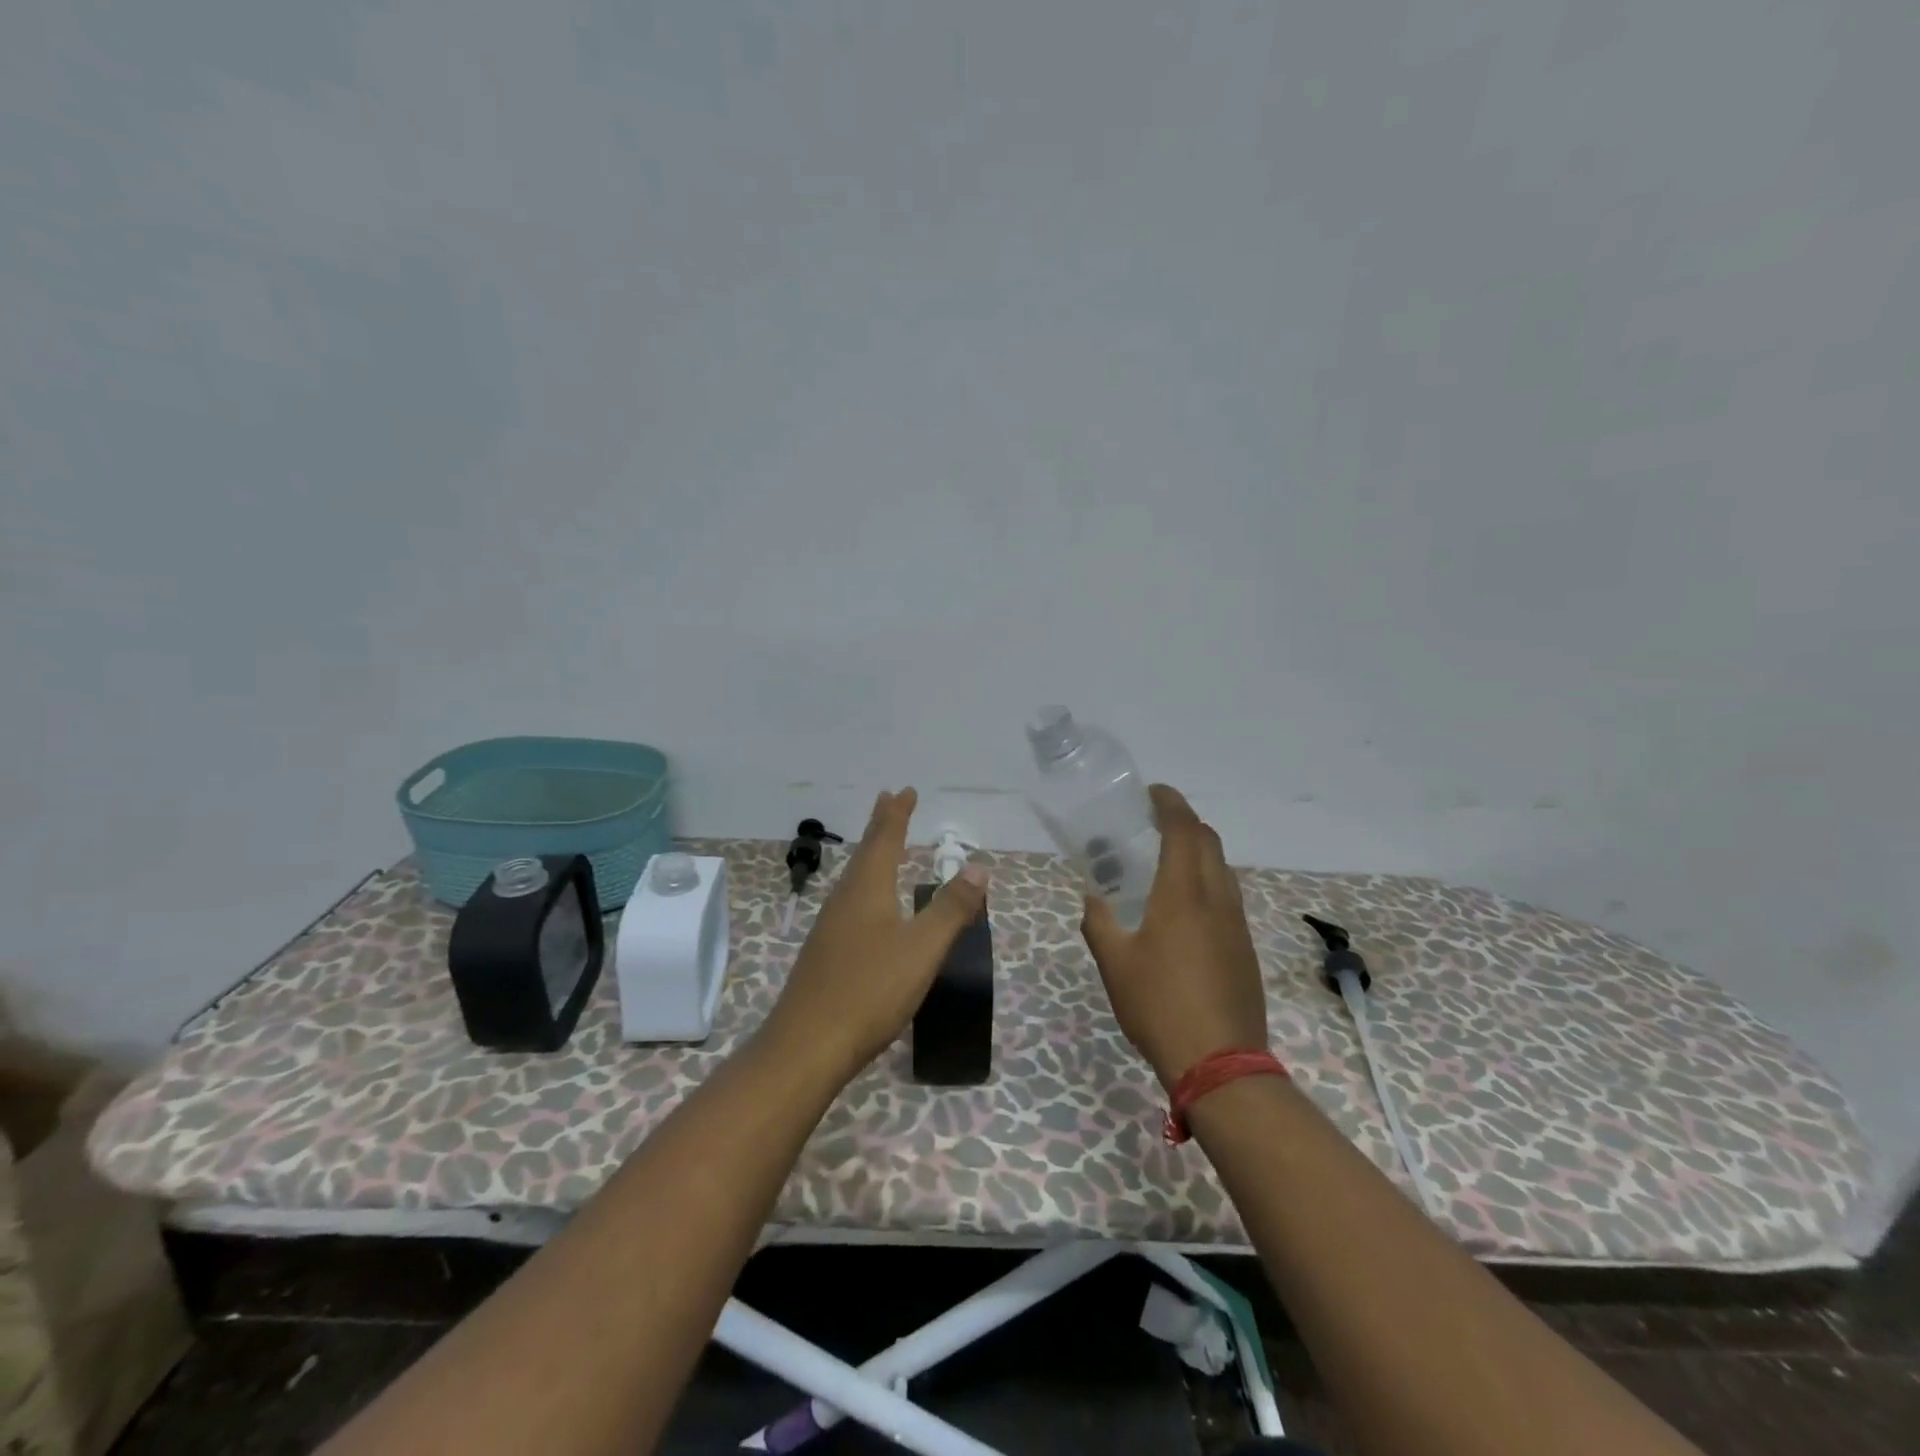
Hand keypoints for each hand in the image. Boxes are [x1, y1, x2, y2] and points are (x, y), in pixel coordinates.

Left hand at [761, 788, 989, 1085]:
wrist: (807, 1045)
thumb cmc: (870, 990)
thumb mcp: (922, 948)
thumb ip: (951, 908)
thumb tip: (978, 867)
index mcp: (867, 889)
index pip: (885, 839)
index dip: (897, 814)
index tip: (904, 790)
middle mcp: (845, 899)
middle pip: (865, 852)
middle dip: (881, 826)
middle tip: (890, 801)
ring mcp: (830, 926)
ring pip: (855, 877)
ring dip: (872, 854)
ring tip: (884, 847)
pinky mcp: (826, 952)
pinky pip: (851, 901)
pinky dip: (866, 885)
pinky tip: (868, 907)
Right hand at [1080, 784, 1267, 1088]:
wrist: (1220, 1063)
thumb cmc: (1159, 1005)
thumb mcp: (1114, 963)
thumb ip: (1099, 923)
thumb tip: (1095, 899)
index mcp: (1183, 893)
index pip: (1183, 830)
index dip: (1170, 803)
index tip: (1152, 792)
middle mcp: (1216, 899)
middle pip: (1209, 842)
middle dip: (1185, 822)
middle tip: (1154, 823)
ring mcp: (1237, 924)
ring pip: (1222, 869)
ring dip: (1198, 852)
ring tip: (1166, 862)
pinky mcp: (1245, 948)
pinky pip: (1227, 897)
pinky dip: (1207, 882)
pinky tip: (1184, 909)